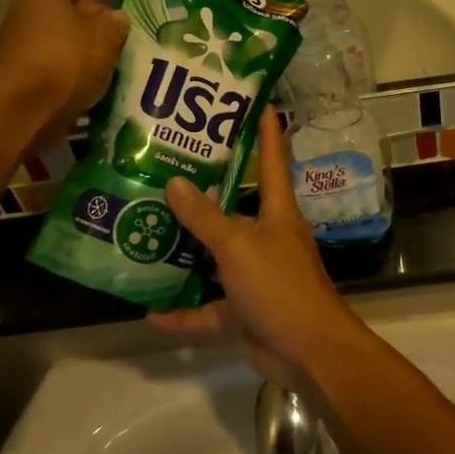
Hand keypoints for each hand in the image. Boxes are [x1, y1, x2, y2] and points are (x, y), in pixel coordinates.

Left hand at [0, 0, 132, 148]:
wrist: (21, 111)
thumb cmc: (64, 60)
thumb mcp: (105, 37)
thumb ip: (116, 23)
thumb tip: (115, 19)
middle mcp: (30, 8)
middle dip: (102, 13)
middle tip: (127, 30)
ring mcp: (24, 40)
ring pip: (67, 32)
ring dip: (94, 42)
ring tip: (121, 59)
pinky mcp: (26, 70)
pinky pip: (61, 58)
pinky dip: (82, 64)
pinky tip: (102, 82)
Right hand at [150, 107, 378, 401]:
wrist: (308, 351)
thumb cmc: (279, 285)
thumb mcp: (238, 246)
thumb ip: (205, 218)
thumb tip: (174, 183)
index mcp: (276, 212)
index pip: (272, 160)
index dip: (267, 130)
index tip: (257, 101)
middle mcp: (266, 238)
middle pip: (234, 208)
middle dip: (204, 193)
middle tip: (165, 171)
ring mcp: (255, 276)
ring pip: (214, 258)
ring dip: (185, 252)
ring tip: (146, 232)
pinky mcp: (244, 311)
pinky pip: (207, 308)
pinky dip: (183, 312)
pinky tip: (150, 311)